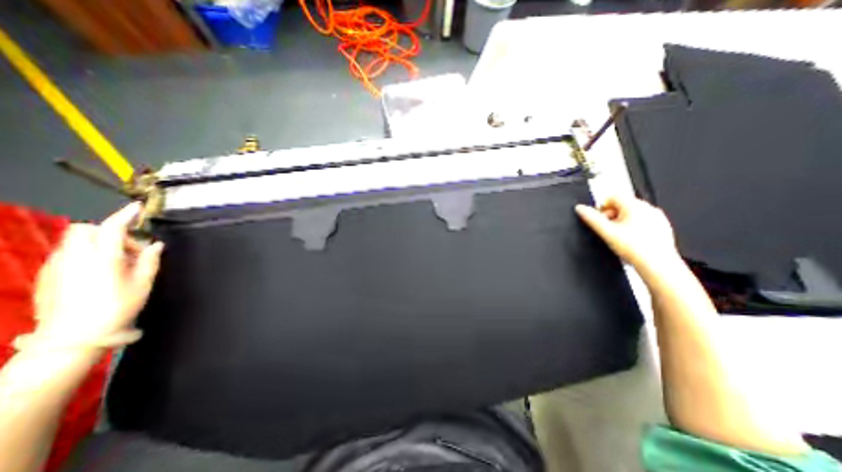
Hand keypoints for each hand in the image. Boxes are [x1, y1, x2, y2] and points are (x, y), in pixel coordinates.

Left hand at [29, 202, 161, 346]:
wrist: (73, 336)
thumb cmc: (117, 307)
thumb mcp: (143, 283)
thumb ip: (150, 260)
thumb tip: (155, 245)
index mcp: (103, 258)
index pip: (112, 227)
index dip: (125, 214)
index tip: (137, 207)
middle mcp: (75, 257)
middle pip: (85, 229)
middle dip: (108, 231)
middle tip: (129, 248)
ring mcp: (57, 265)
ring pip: (75, 241)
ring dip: (99, 243)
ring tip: (119, 262)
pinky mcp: (48, 274)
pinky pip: (68, 253)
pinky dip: (87, 254)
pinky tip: (100, 272)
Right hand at [575, 196, 678, 276]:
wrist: (658, 265)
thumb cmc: (636, 249)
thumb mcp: (606, 232)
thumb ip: (591, 218)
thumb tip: (580, 209)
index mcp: (635, 205)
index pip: (612, 196)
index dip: (601, 207)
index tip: (600, 219)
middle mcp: (648, 208)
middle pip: (621, 205)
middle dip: (611, 216)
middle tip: (609, 231)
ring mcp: (657, 218)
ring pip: (632, 214)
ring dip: (622, 223)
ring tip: (620, 238)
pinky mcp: (662, 227)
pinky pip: (642, 222)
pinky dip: (634, 229)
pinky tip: (632, 241)